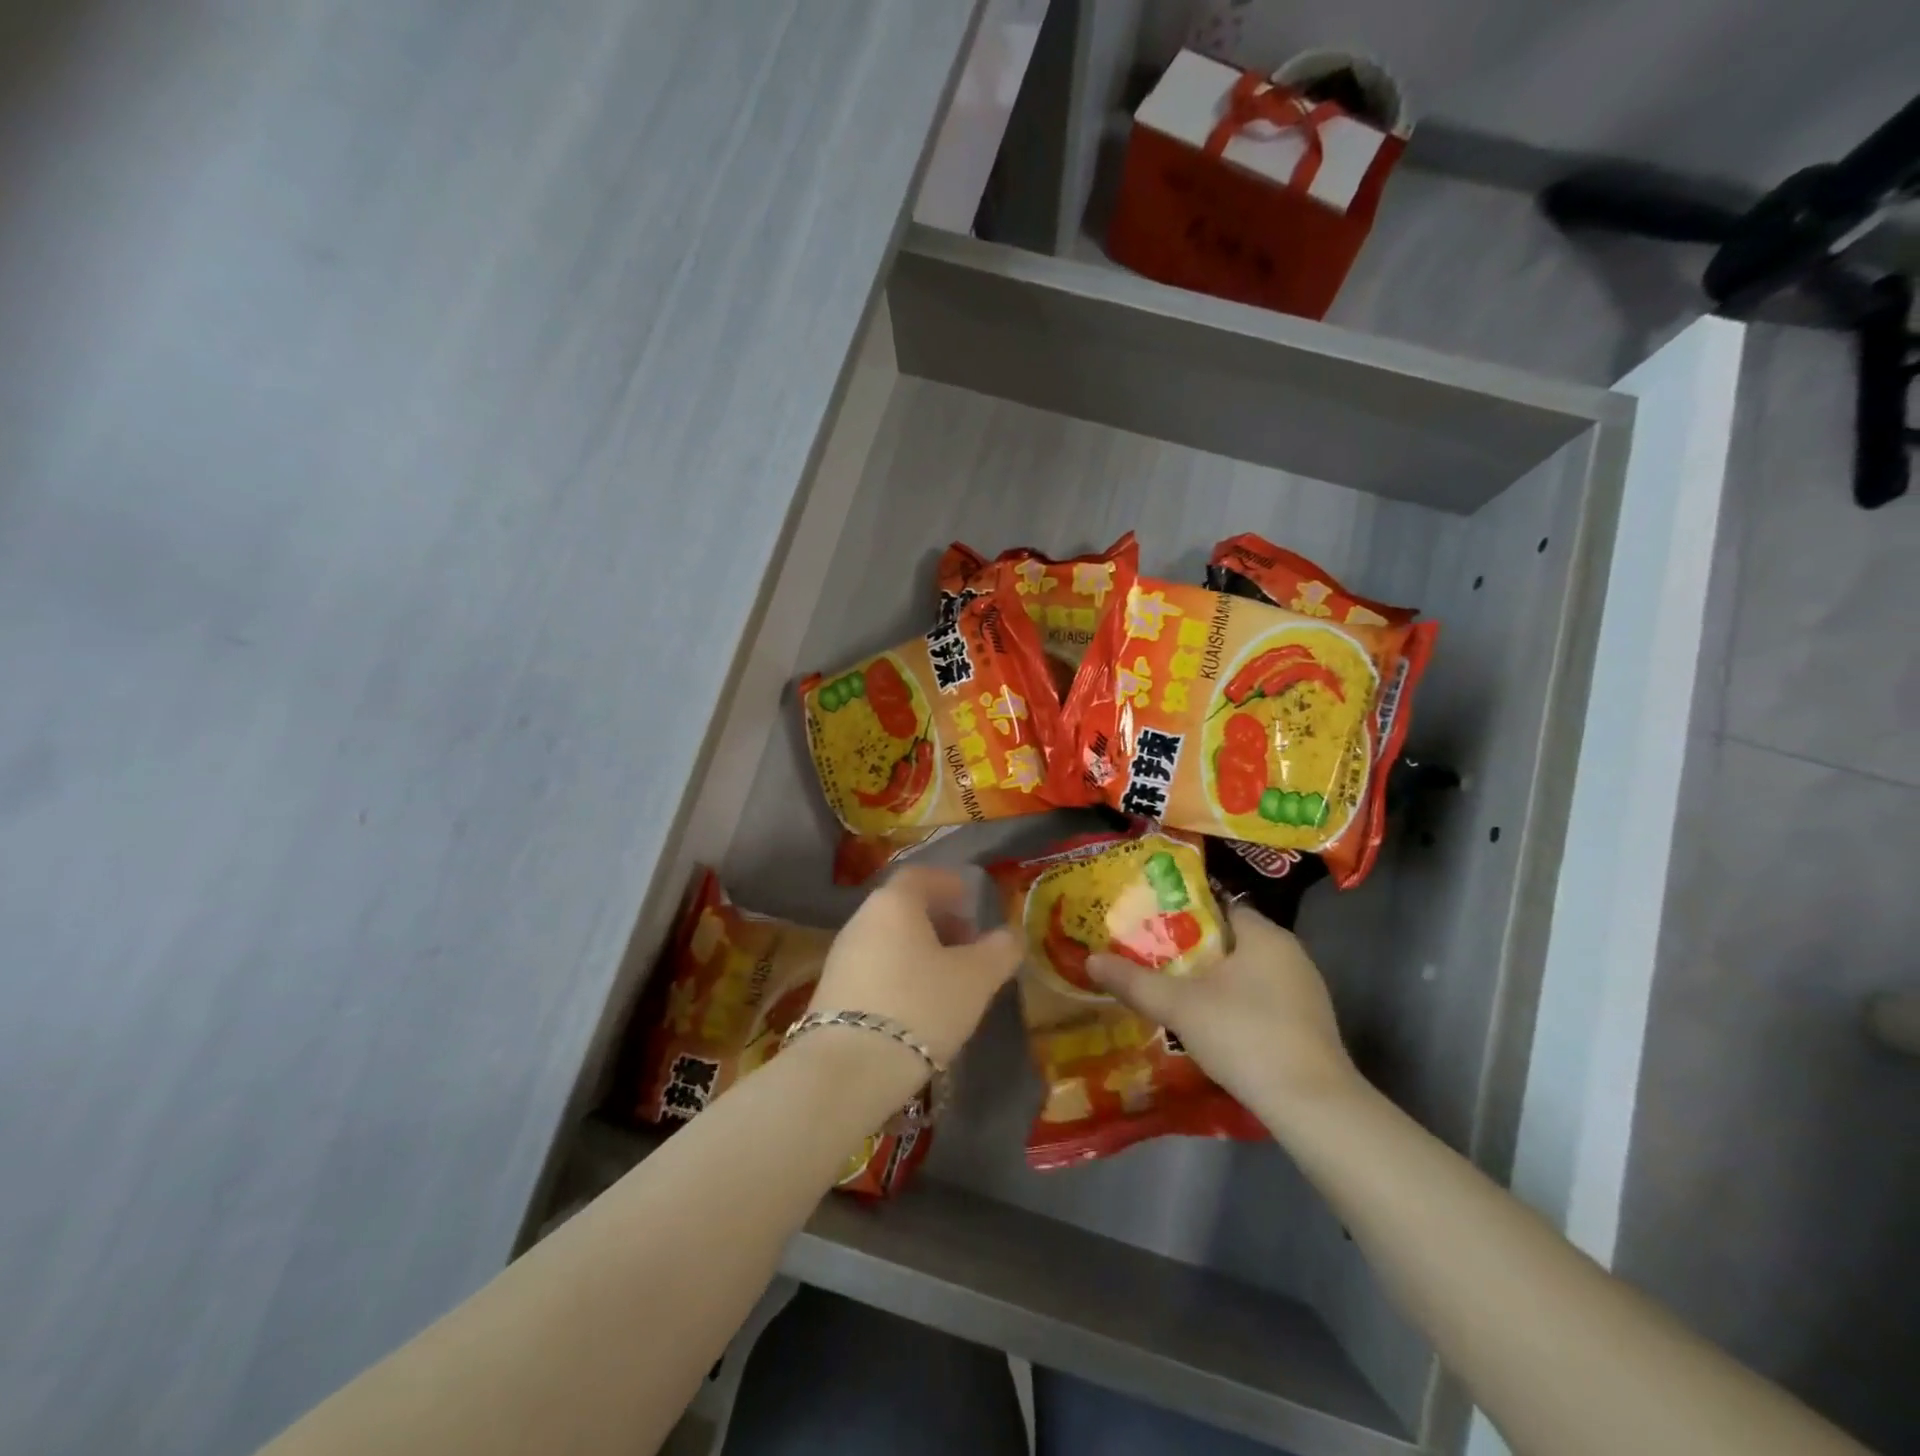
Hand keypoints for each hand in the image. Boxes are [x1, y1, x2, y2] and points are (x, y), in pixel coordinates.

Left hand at [811, 866, 1021, 1067]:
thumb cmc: (920, 1006)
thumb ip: (999, 951)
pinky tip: (917, 1006)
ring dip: (919, 950)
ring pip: (888, 939)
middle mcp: (862, 920)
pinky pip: (874, 968)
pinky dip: (899, 974)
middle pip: (903, 908)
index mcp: (894, 903)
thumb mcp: (975, 979)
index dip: (948, 884)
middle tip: (968, 944)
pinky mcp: (831, 993)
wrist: (848, 1069)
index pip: (921, 876)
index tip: (971, 901)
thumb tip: (1011, 936)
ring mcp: (841, 956)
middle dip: (938, 921)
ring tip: (948, 980)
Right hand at [1088, 904, 1355, 1118]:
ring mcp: (1305, 991)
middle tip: (1152, 956)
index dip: (1184, 910)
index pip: (1220, 905)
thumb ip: (1134, 981)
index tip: (1151, 922)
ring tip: (1173, 989)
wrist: (1312, 1106)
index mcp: (1265, 935)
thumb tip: (1090, 960)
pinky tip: (1211, 1024)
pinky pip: (1262, 999)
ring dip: (1214, 979)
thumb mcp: (1179, 1006)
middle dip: (1193, 948)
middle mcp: (1291, 954)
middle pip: (1232, 939)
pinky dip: (1235, 1004)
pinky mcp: (1309, 1025)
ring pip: (1247, 972)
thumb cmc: (1245, 1036)